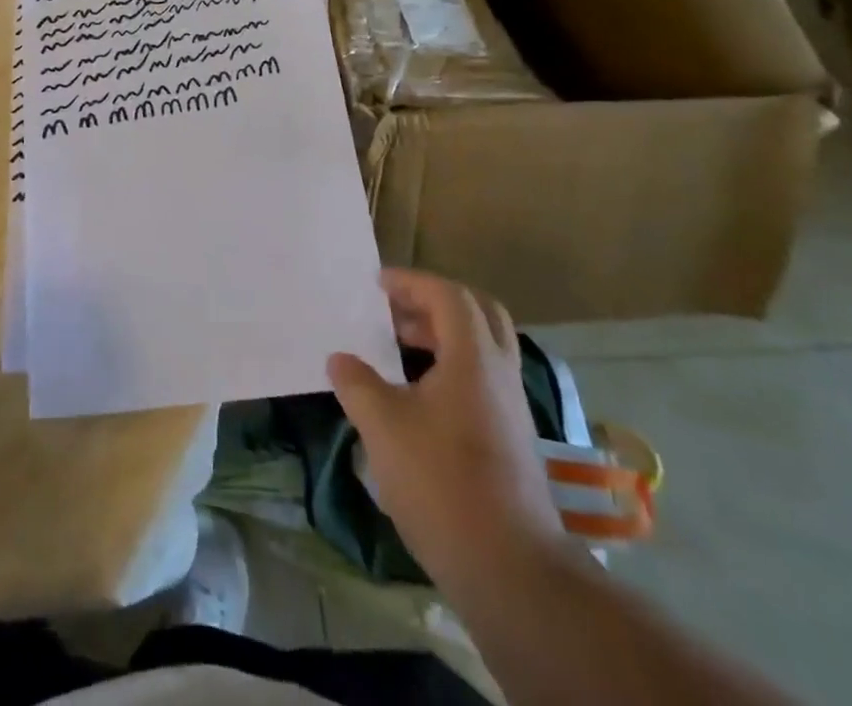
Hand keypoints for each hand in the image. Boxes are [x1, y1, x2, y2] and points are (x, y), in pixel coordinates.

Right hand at [328, 271, 558, 581]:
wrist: (510, 569)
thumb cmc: (441, 483)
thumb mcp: (383, 426)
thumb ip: (357, 383)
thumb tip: (339, 359)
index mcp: (473, 357)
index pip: (448, 295)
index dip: (411, 282)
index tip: (375, 286)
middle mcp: (499, 372)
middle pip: (477, 312)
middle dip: (432, 302)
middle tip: (394, 311)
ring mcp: (511, 407)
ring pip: (482, 347)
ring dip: (442, 336)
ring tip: (397, 348)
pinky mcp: (511, 438)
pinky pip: (482, 378)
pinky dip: (450, 367)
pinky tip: (417, 395)